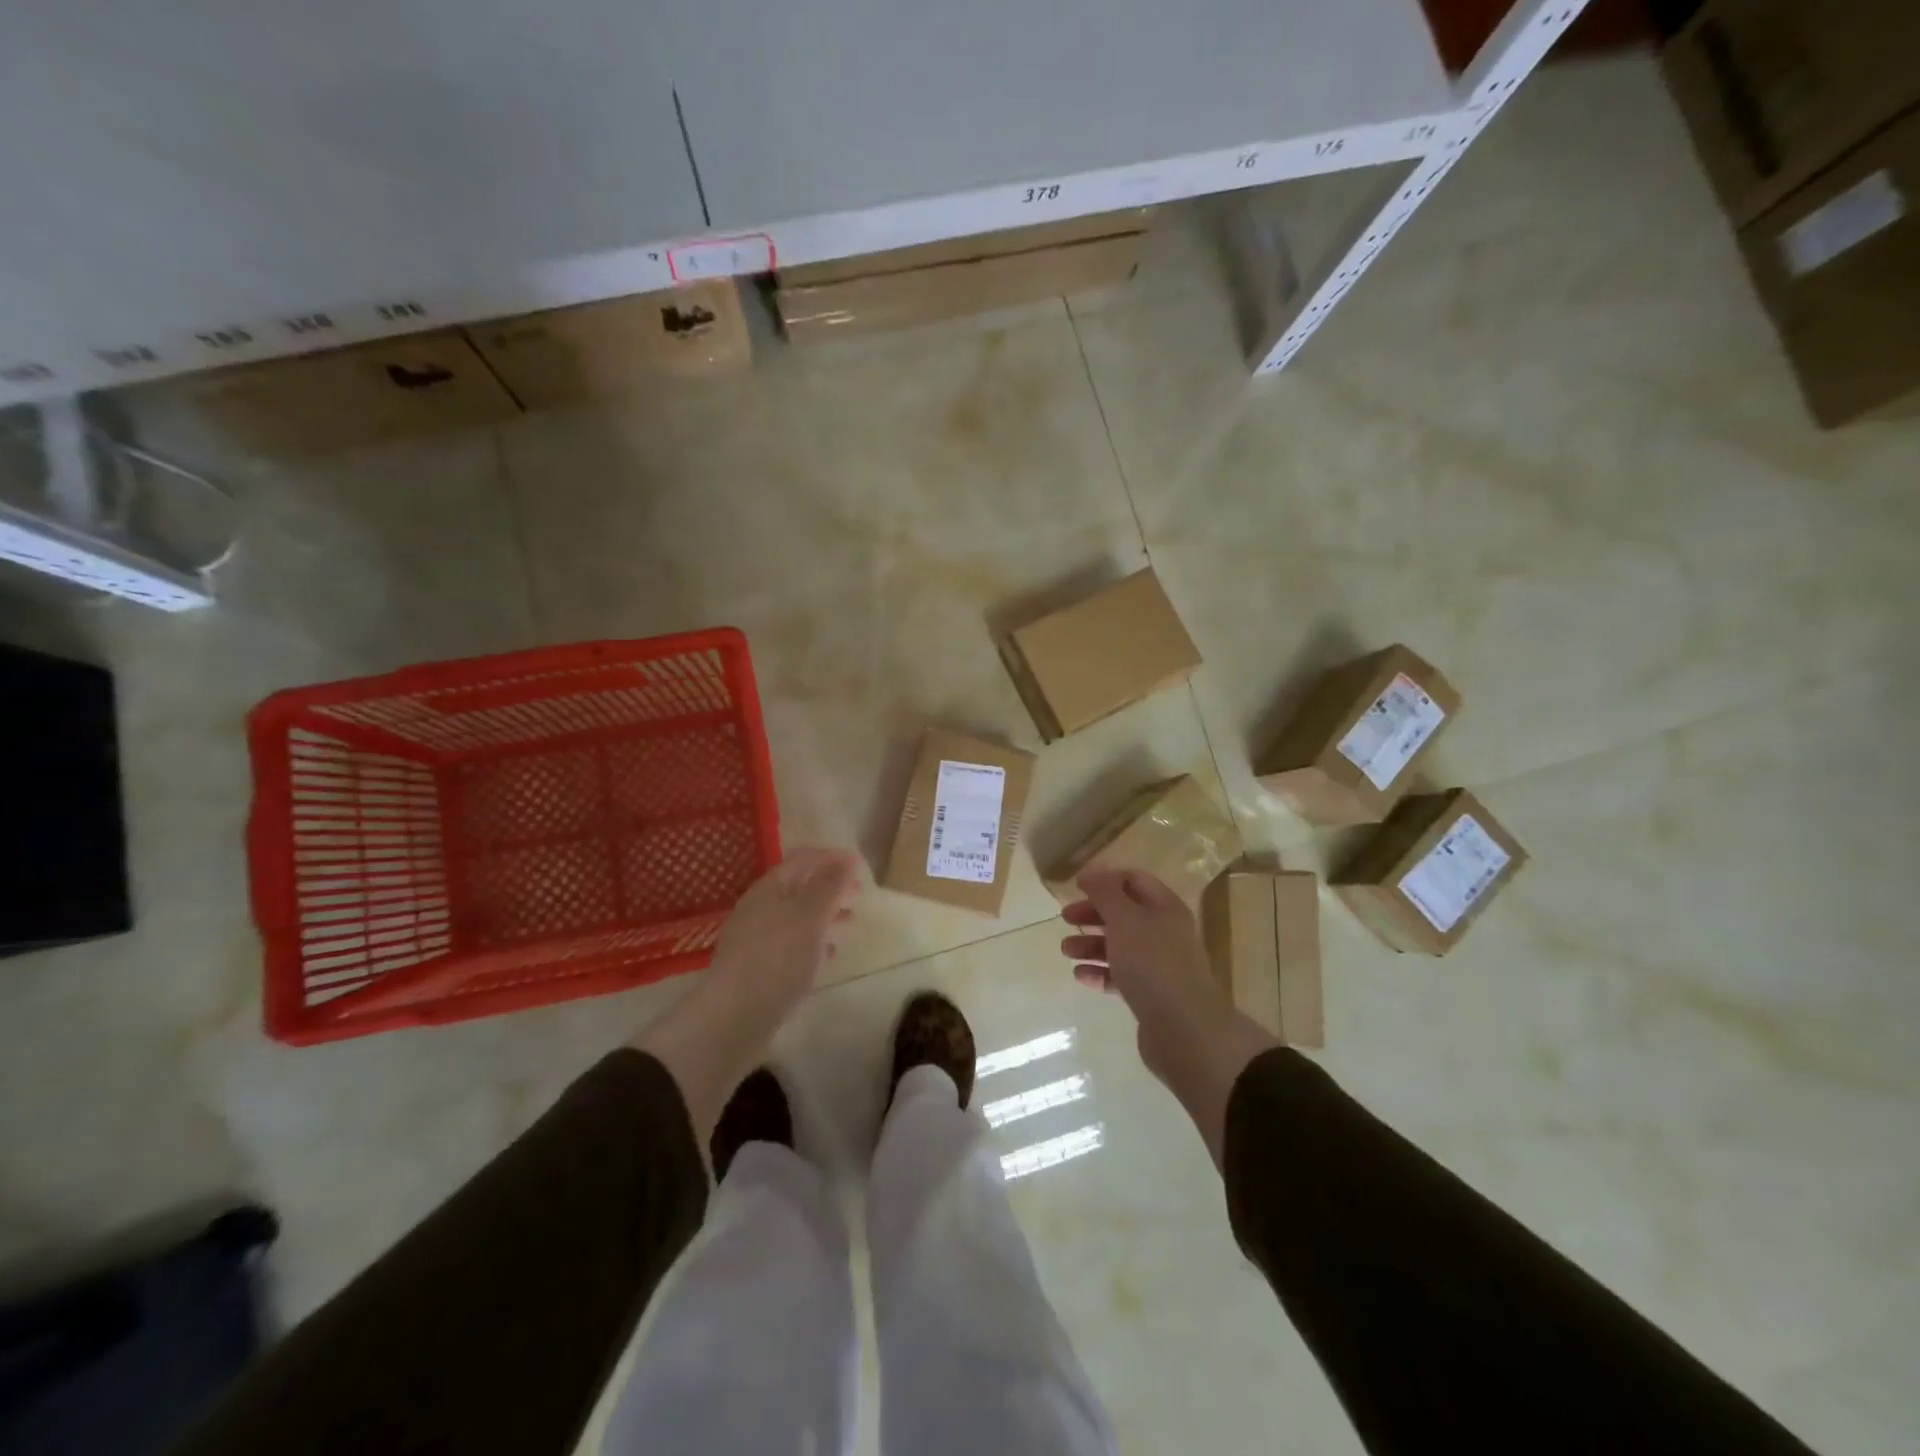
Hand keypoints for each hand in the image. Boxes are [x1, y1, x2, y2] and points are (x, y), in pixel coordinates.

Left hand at [634, 848, 862, 1137]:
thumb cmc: (776, 958)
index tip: (861, 865)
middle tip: (859, 893)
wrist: (734, 1018)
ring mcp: (758, 939)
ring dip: (825, 914)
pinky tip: (829, 952)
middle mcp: (761, 908)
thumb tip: (846, 860)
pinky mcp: (760, 968)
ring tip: (851, 921)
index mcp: (770, 888)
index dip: (832, 857)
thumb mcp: (809, 916)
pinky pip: (793, 943)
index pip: (803, 859)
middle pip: (800, 886)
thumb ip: (829, 886)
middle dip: (831, 886)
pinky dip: (815, 940)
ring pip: (798, 916)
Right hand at [1061, 869, 1277, 1164]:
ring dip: (1091, 944)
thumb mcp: (1124, 919)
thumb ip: (1105, 892)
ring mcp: (1160, 965)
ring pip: (1120, 945)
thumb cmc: (1152, 964)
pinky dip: (1101, 972)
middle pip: (1124, 913)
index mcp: (1164, 907)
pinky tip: (1081, 977)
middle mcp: (1165, 932)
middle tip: (1065, 919)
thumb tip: (1091, 871)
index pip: (1134, 880)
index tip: (1075, 887)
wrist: (1184, 1029)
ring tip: (1066, 951)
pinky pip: (1122, 976)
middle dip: (1093, 914)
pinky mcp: (1152, 994)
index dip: (1104, 880)